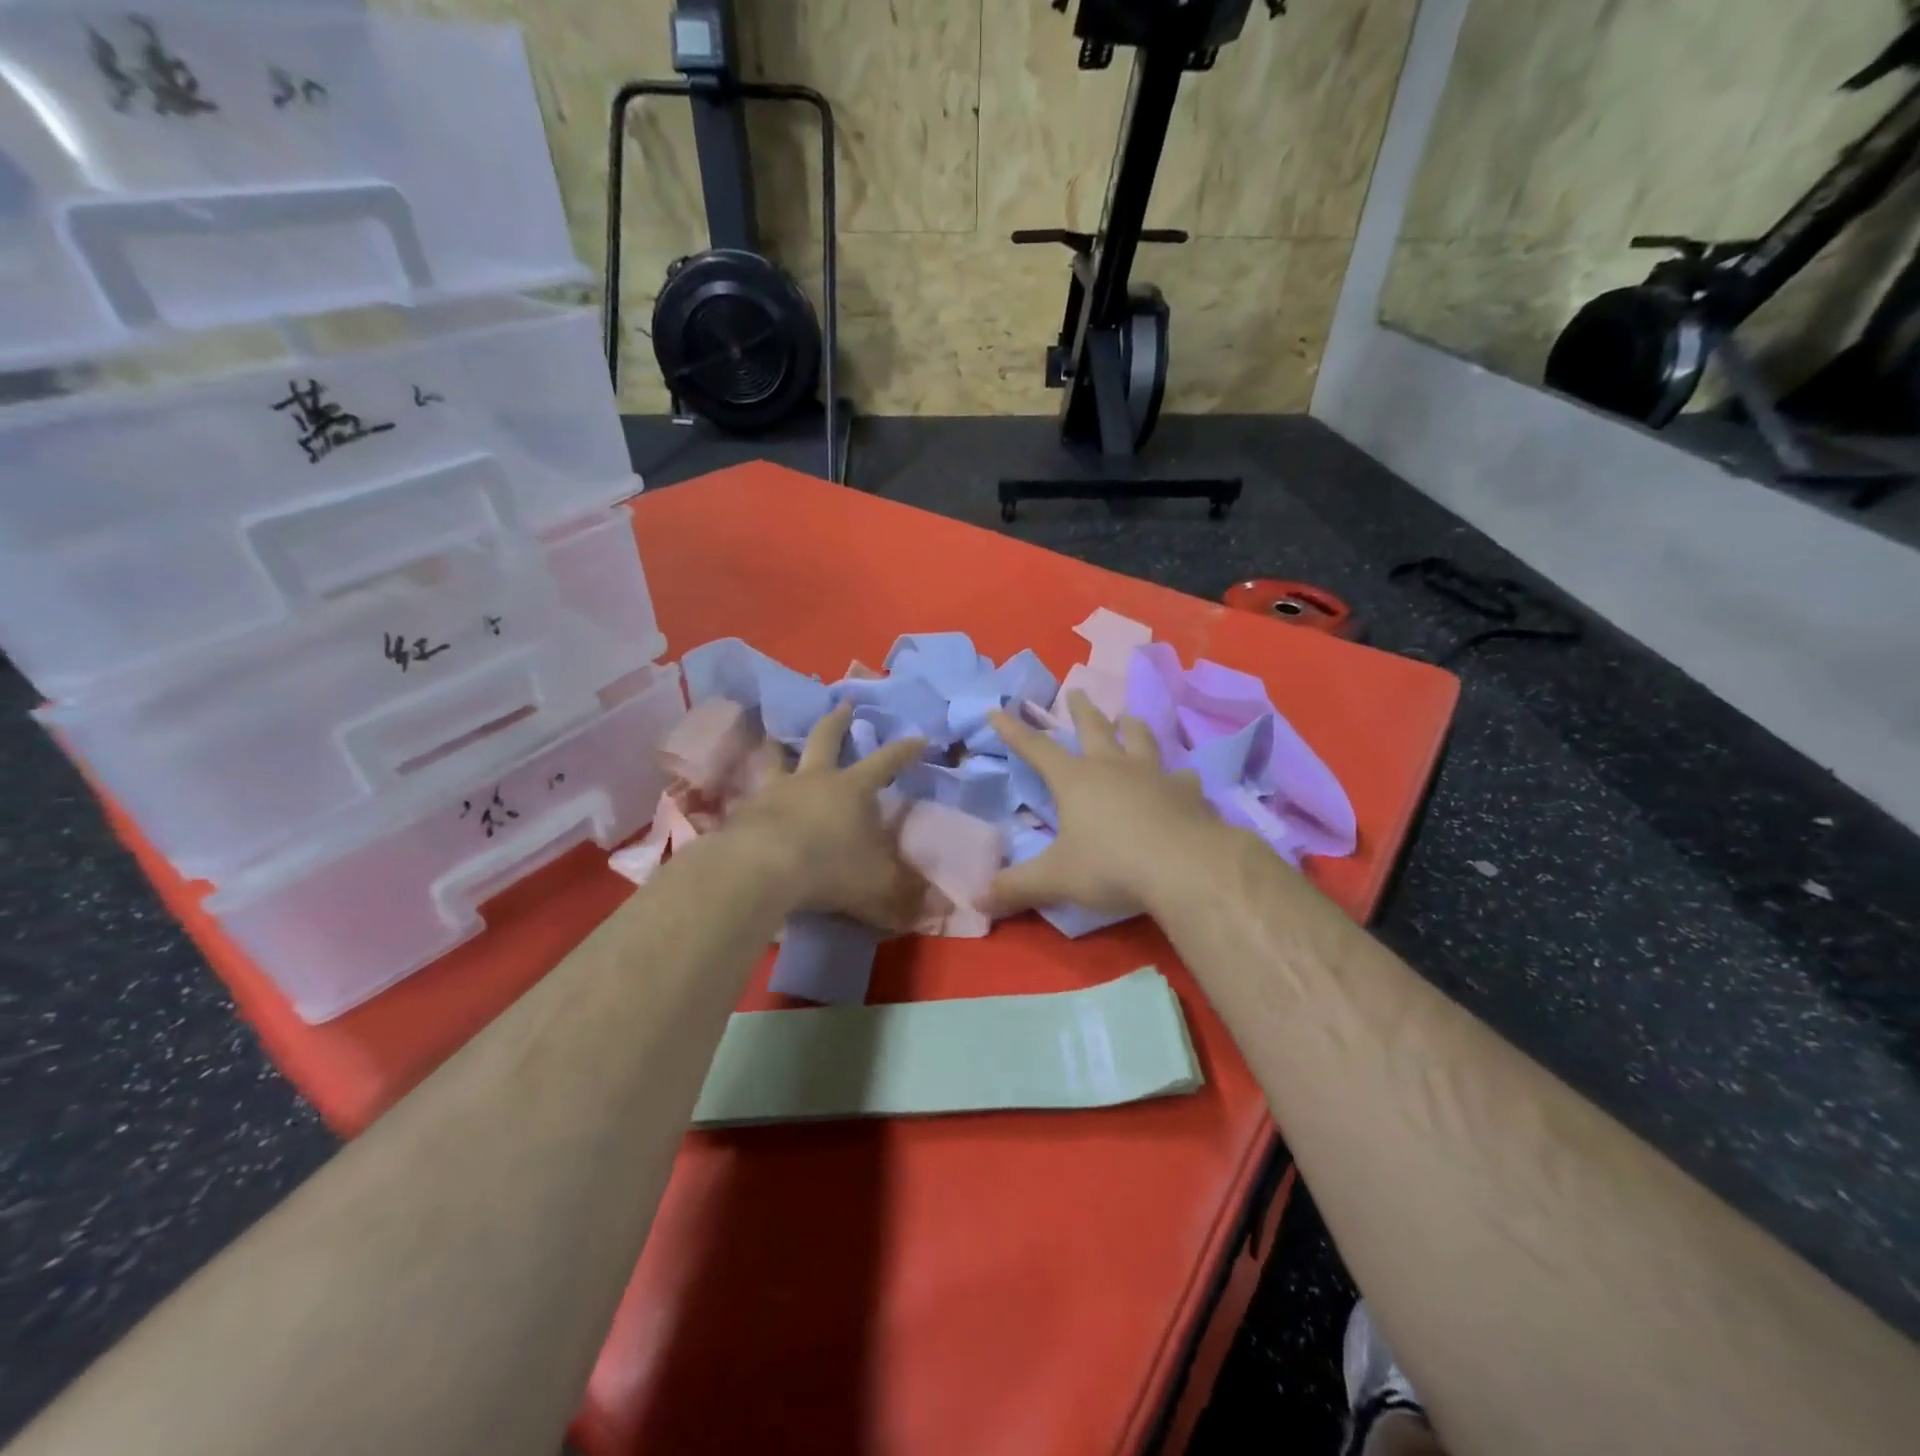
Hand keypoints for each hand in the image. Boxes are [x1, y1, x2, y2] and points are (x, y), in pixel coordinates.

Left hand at [723, 702, 929, 929]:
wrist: (761, 870)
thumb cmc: (830, 868)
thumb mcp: (878, 887)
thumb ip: (907, 896)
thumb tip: (941, 909)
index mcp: (852, 789)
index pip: (886, 762)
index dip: (904, 750)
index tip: (919, 737)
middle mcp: (814, 779)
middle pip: (826, 739)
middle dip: (838, 721)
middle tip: (843, 704)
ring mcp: (775, 790)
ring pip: (778, 757)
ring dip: (781, 745)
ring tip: (777, 737)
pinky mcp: (744, 809)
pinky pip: (751, 792)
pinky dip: (755, 791)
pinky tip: (750, 798)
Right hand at [984, 691, 1226, 918]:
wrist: (1184, 867)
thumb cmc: (1111, 866)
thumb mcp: (1055, 879)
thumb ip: (1016, 887)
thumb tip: (976, 900)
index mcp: (1075, 781)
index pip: (1036, 749)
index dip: (1014, 731)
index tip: (997, 710)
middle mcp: (1113, 768)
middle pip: (1094, 729)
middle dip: (1081, 711)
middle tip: (1077, 692)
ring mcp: (1154, 775)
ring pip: (1140, 740)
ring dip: (1132, 727)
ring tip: (1128, 717)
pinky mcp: (1187, 793)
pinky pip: (1182, 777)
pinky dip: (1179, 775)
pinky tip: (1183, 777)